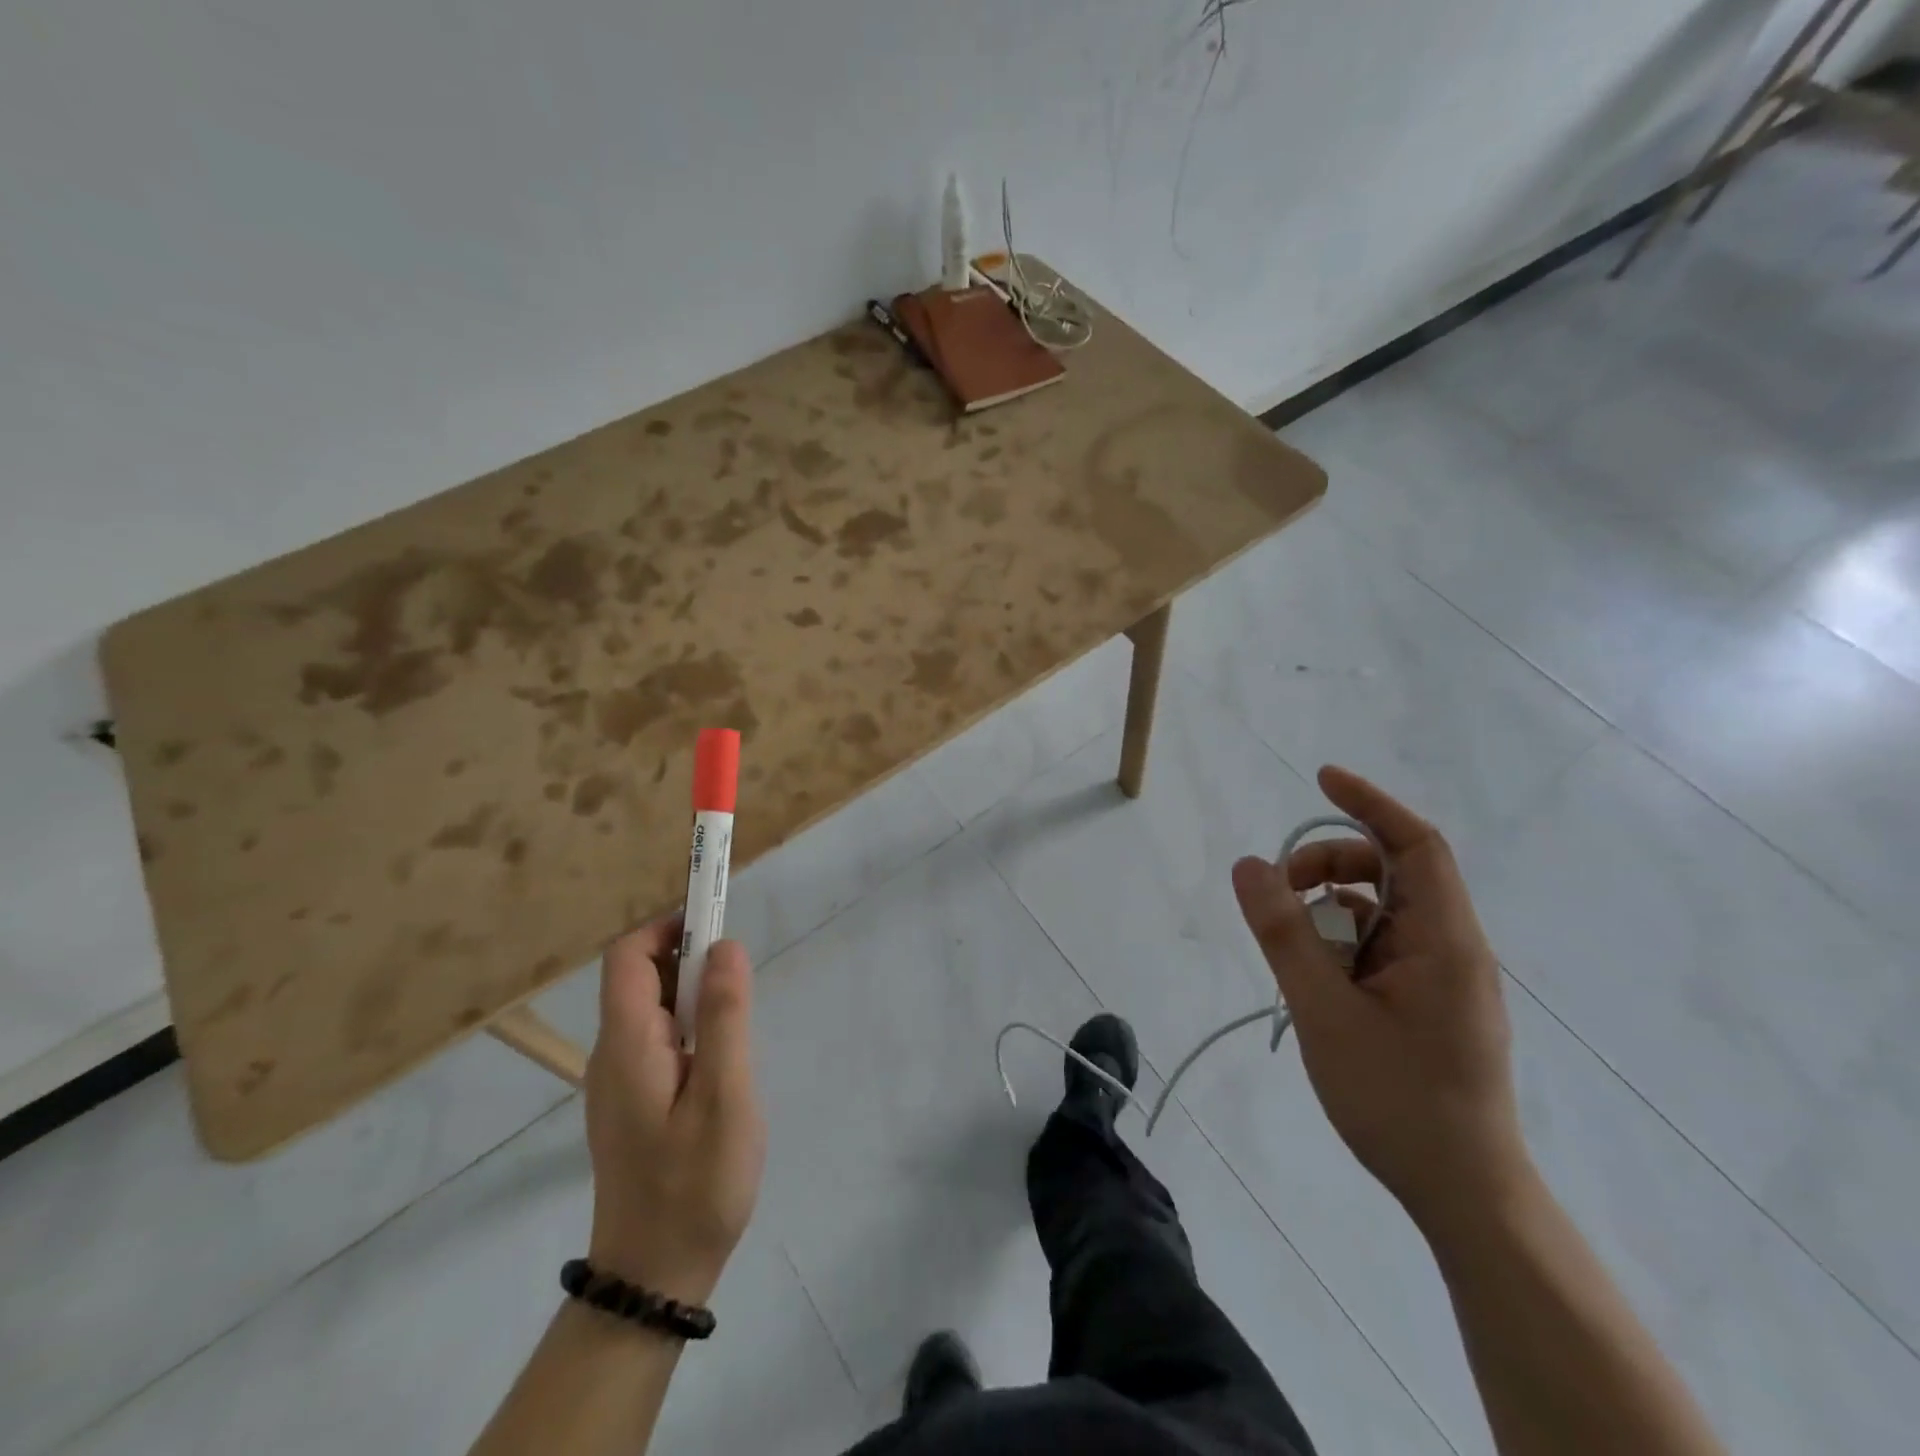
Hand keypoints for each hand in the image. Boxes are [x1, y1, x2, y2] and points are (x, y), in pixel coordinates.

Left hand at [584, 920, 765, 1306]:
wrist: (654, 1277)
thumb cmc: (695, 1183)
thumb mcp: (725, 1095)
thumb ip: (726, 1015)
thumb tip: (726, 945)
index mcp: (626, 1044)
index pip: (627, 955)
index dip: (668, 926)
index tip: (717, 924)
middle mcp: (613, 1053)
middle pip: (640, 976)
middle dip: (690, 958)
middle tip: (741, 982)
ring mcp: (620, 1080)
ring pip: (654, 1008)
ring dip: (695, 994)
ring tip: (739, 1024)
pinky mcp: (634, 1101)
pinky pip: (660, 1038)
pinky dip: (692, 1025)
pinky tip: (723, 1060)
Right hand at [1231, 765, 1530, 1234]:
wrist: (1462, 1192)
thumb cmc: (1397, 1098)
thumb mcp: (1323, 1010)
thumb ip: (1283, 934)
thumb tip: (1248, 865)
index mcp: (1443, 939)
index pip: (1414, 843)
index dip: (1368, 803)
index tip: (1320, 778)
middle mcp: (1449, 946)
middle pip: (1391, 873)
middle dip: (1329, 867)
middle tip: (1276, 894)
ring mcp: (1440, 976)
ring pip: (1379, 913)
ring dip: (1329, 913)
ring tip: (1291, 954)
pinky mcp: (1427, 1001)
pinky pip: (1378, 948)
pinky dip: (1339, 946)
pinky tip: (1313, 983)